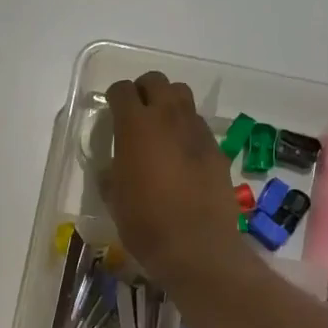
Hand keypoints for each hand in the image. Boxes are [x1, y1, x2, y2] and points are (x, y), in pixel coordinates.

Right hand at [103, 70, 248, 288]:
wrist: (196, 246)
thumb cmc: (145, 224)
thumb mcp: (114, 198)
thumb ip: (112, 172)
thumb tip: (114, 166)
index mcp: (136, 126)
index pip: (122, 90)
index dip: (114, 98)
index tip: (111, 112)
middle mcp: (168, 118)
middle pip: (156, 81)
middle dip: (143, 91)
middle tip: (136, 114)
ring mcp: (197, 131)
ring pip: (182, 97)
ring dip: (168, 104)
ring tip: (161, 129)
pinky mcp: (216, 149)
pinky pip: (198, 126)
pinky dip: (186, 130)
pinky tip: (182, 156)